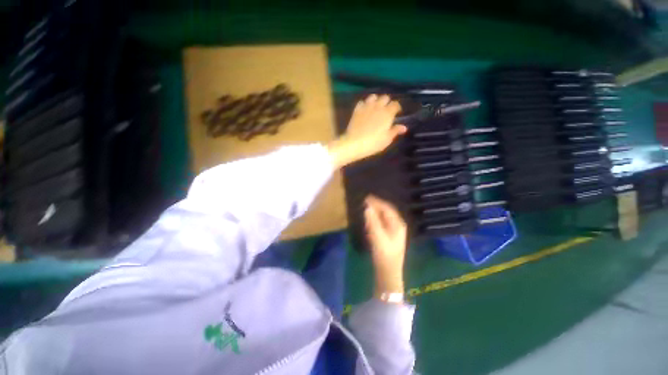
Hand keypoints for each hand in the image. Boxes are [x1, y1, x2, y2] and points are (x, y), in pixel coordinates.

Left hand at [328, 94, 406, 167]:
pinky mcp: (357, 110)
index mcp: (387, 113)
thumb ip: (395, 131)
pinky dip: (364, 104)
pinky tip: (365, 109)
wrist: (355, 143)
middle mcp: (378, 106)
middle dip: (387, 102)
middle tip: (386, 110)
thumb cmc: (373, 143)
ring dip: (376, 100)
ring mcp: (366, 107)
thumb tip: (404, 127)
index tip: (397, 113)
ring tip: (376, 107)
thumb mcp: (387, 139)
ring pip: (373, 97)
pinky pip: (362, 102)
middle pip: (385, 97)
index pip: (395, 104)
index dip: (397, 108)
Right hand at [364, 195, 407, 295]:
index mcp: (398, 224)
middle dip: (376, 206)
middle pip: (386, 212)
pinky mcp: (388, 237)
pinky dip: (374, 220)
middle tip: (364, 202)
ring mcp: (393, 232)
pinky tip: (368, 221)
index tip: (366, 198)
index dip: (377, 202)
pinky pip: (381, 224)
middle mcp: (397, 226)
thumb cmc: (385, 256)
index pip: (387, 208)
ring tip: (365, 208)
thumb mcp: (378, 237)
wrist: (388, 274)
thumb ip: (373, 221)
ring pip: (383, 218)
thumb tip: (367, 207)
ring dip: (375, 212)